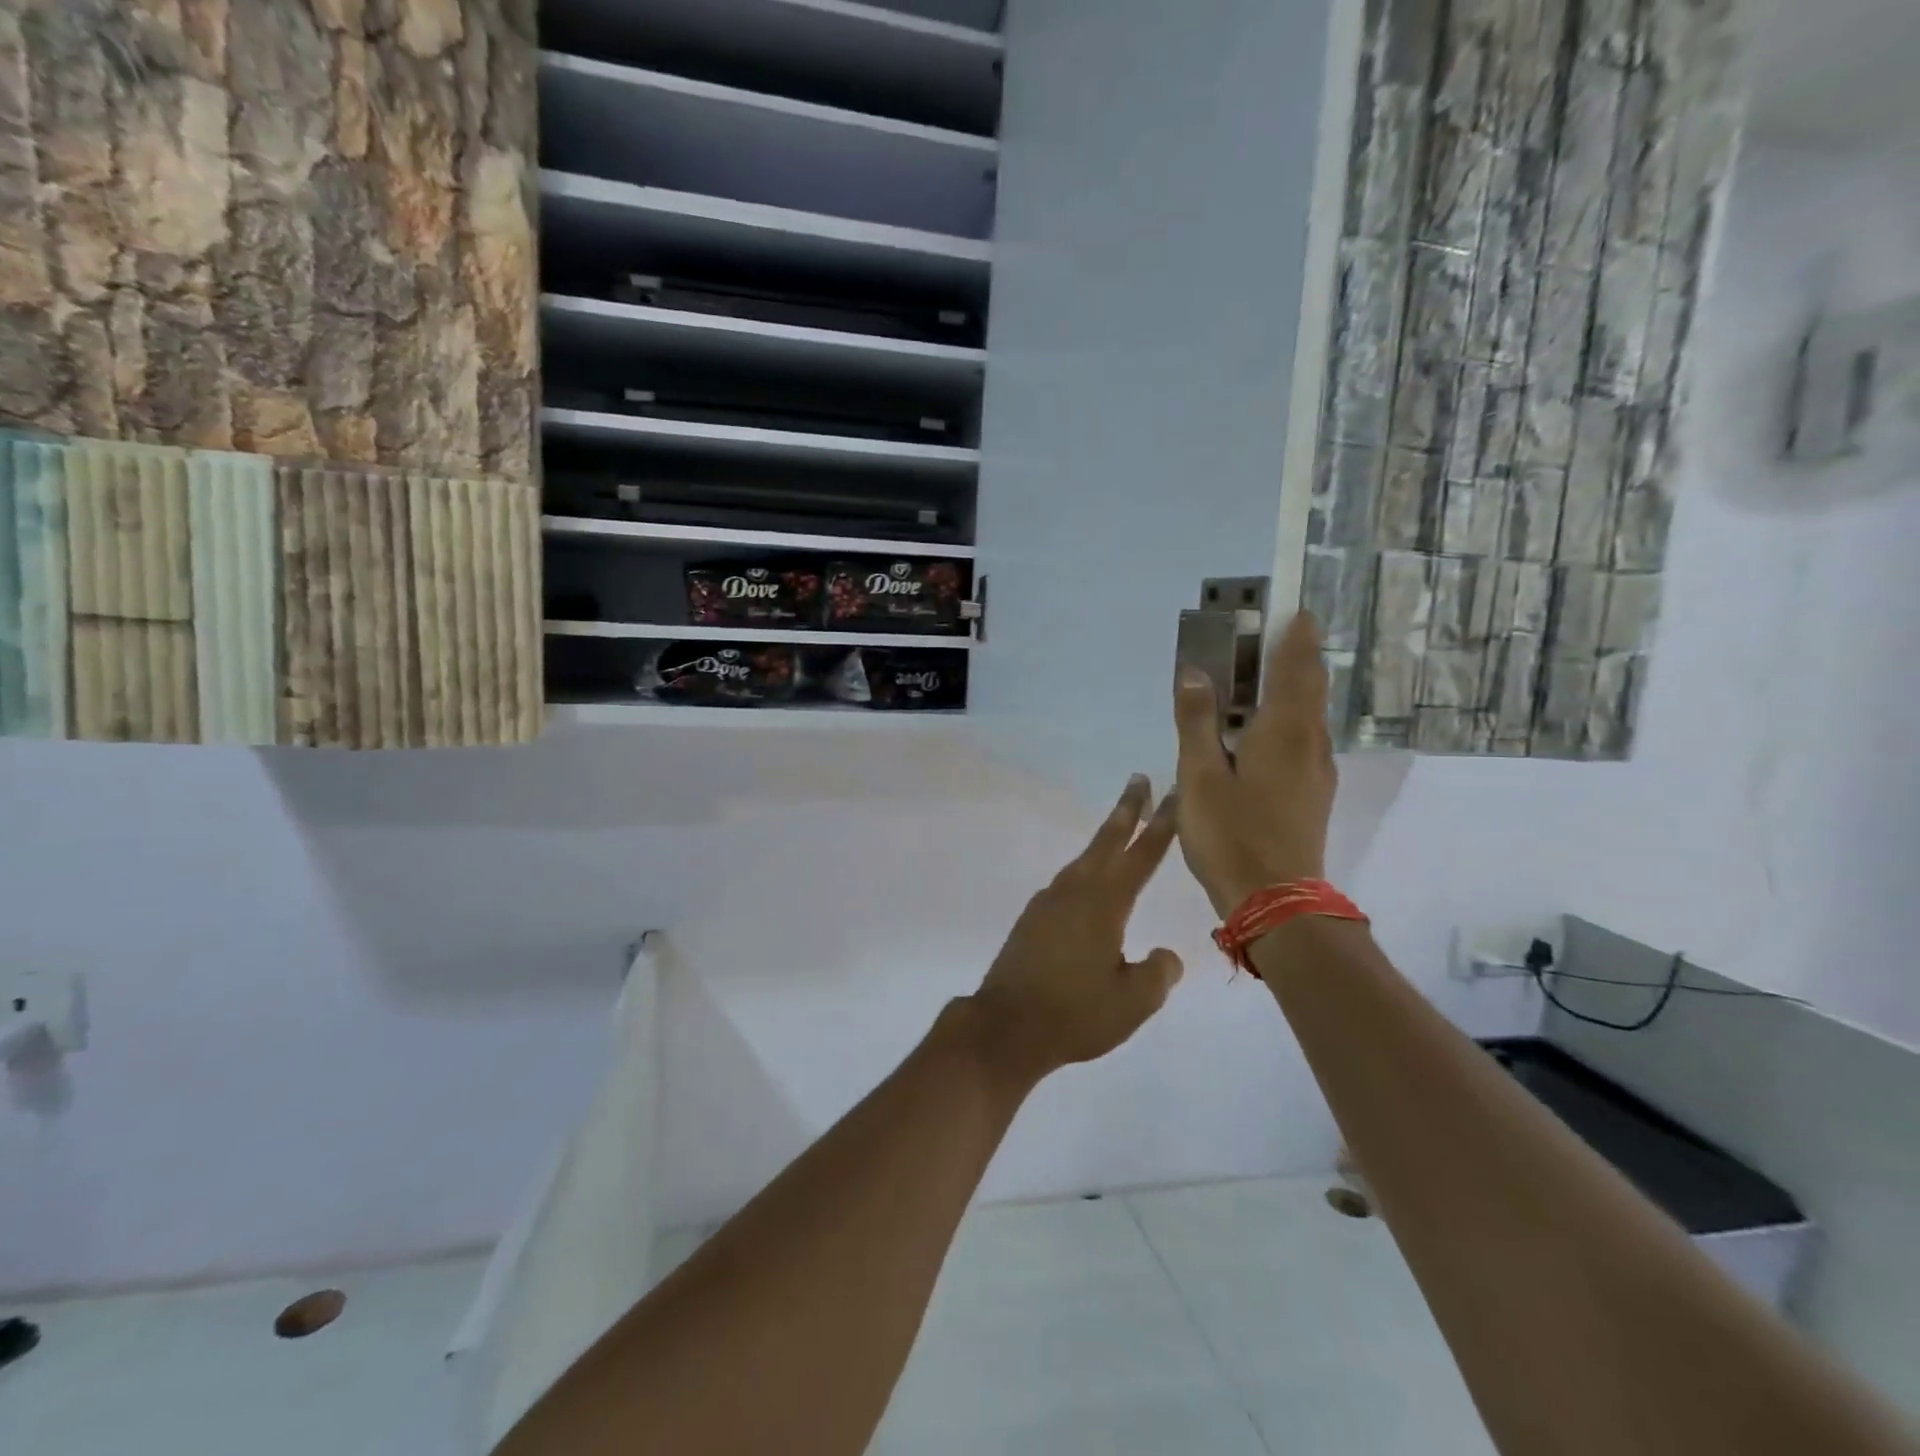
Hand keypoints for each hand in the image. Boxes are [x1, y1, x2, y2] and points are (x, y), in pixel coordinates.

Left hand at [968, 776, 1183, 1079]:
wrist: (1006, 1026)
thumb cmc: (1074, 1014)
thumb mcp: (1133, 1002)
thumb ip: (1158, 973)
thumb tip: (1167, 956)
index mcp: (1104, 904)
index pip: (1141, 855)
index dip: (1160, 825)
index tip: (1171, 793)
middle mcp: (1075, 892)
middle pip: (1106, 841)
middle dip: (1127, 809)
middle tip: (1139, 779)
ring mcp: (1049, 902)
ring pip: (1084, 860)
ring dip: (1105, 840)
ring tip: (1120, 828)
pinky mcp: (1032, 919)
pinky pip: (1067, 883)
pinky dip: (1086, 871)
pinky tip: (1090, 886)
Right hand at [1173, 610, 1338, 916]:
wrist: (1276, 901)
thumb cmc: (1232, 834)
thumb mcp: (1200, 775)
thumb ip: (1197, 721)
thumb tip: (1194, 672)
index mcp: (1284, 729)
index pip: (1297, 665)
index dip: (1297, 634)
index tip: (1295, 609)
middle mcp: (1310, 742)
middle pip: (1310, 686)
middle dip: (1296, 656)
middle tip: (1273, 636)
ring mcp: (1317, 770)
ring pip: (1308, 715)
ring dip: (1292, 689)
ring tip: (1261, 679)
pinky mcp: (1313, 793)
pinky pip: (1303, 739)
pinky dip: (1287, 720)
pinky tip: (1261, 733)